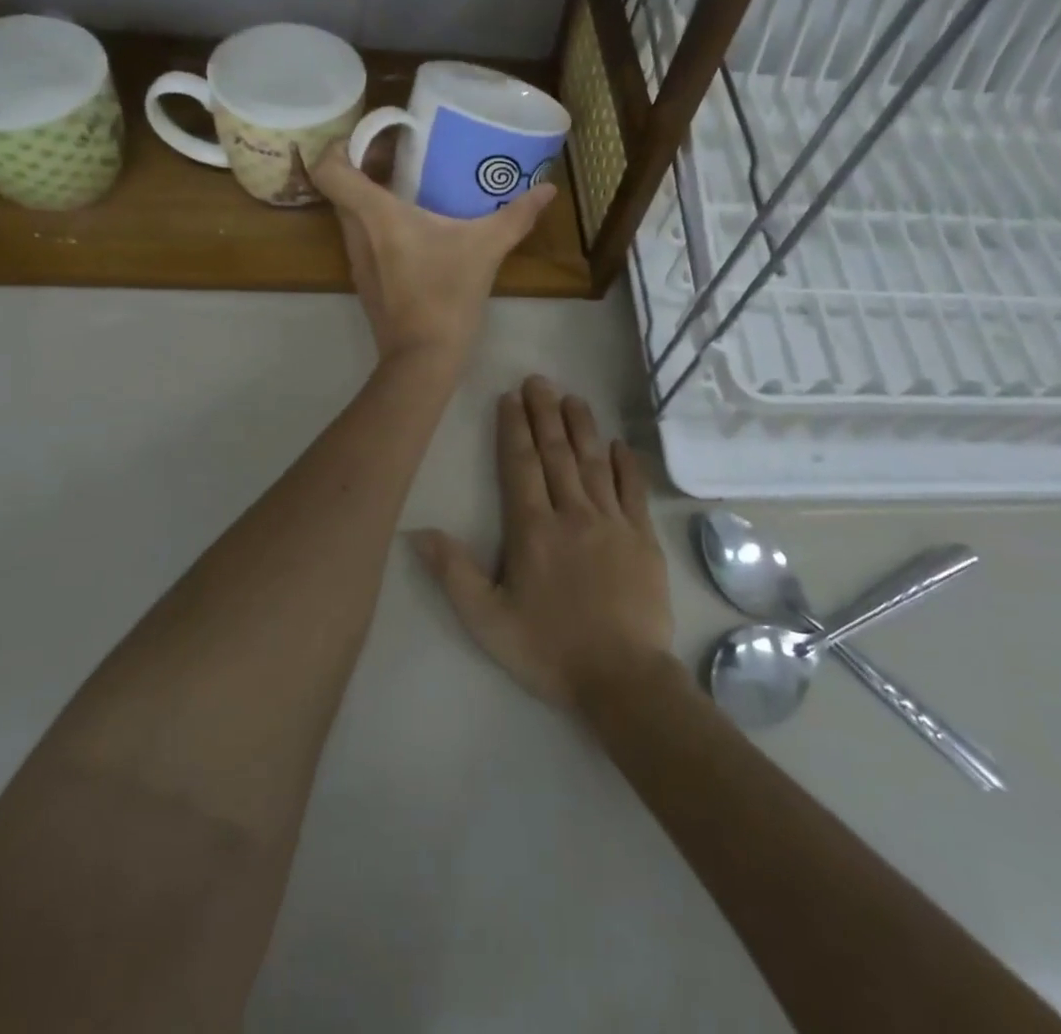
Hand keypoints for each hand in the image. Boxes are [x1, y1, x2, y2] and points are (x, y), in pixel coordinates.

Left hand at [311, 143, 555, 368]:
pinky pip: (364, 238)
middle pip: (341, 187)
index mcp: (374, 215)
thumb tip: (548, 190)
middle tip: (404, 155)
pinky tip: (418, 231)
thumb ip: (517, 216)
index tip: (375, 138)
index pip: (328, 168)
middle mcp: (356, 233)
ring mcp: (357, 260)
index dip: (341, 145)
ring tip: (414, 187)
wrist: (423, 359)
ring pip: (351, 214)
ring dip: (374, 196)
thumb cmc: (447, 296)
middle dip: (366, 166)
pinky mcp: (367, 281)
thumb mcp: (486, 249)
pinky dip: (381, 225)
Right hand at [413, 376, 674, 710]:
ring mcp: (612, 522)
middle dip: (545, 413)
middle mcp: (572, 513)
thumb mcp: (488, 621)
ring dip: (582, 427)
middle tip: (539, 380)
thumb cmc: (549, 650)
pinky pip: (633, 491)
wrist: (623, 679)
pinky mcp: (642, 538)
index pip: (520, 465)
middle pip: (557, 453)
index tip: (510, 398)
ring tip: (573, 398)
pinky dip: (625, 465)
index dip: (514, 428)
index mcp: (533, 529)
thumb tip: (418, 532)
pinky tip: (618, 444)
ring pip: (594, 463)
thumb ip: (454, 573)